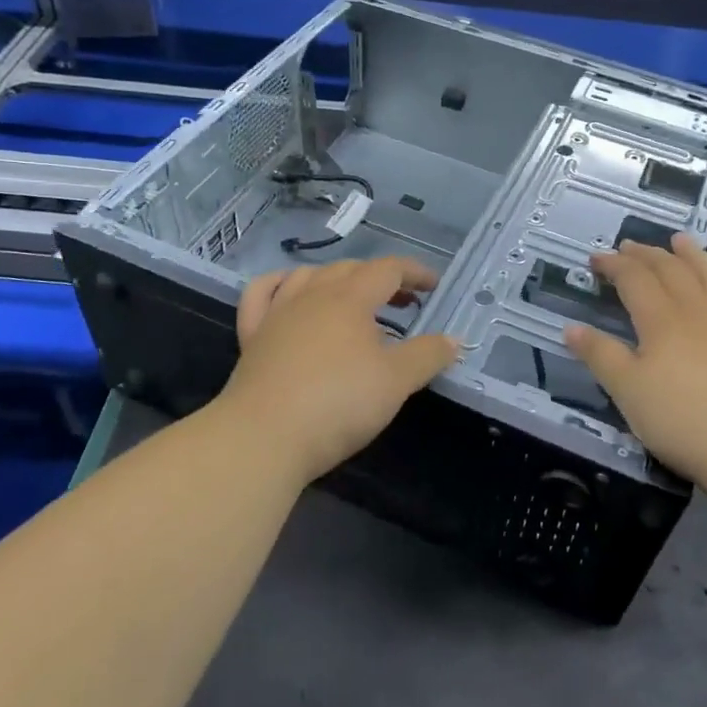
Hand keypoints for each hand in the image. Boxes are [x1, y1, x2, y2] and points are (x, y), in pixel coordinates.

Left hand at [220, 257, 459, 483]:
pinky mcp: (252, 336)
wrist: (263, 437)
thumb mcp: (396, 382)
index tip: (434, 287)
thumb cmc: (338, 403)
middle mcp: (313, 295)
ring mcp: (277, 313)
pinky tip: (288, 293)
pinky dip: (280, 285)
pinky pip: (262, 295)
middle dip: (382, 279)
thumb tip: (453, 340)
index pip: (388, 269)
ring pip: (308, 276)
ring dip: (337, 279)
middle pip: (351, 270)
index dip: (415, 273)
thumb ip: (428, 356)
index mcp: (350, 299)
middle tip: (404, 302)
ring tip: (353, 299)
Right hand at [564, 236, 706, 498]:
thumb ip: (600, 356)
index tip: (596, 258)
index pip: (634, 279)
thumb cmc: (683, 419)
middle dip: (646, 254)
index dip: (613, 265)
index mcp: (661, 320)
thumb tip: (571, 328)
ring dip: (690, 253)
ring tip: (679, 239)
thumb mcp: (628, 392)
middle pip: (670, 269)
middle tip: (628, 245)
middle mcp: (696, 309)